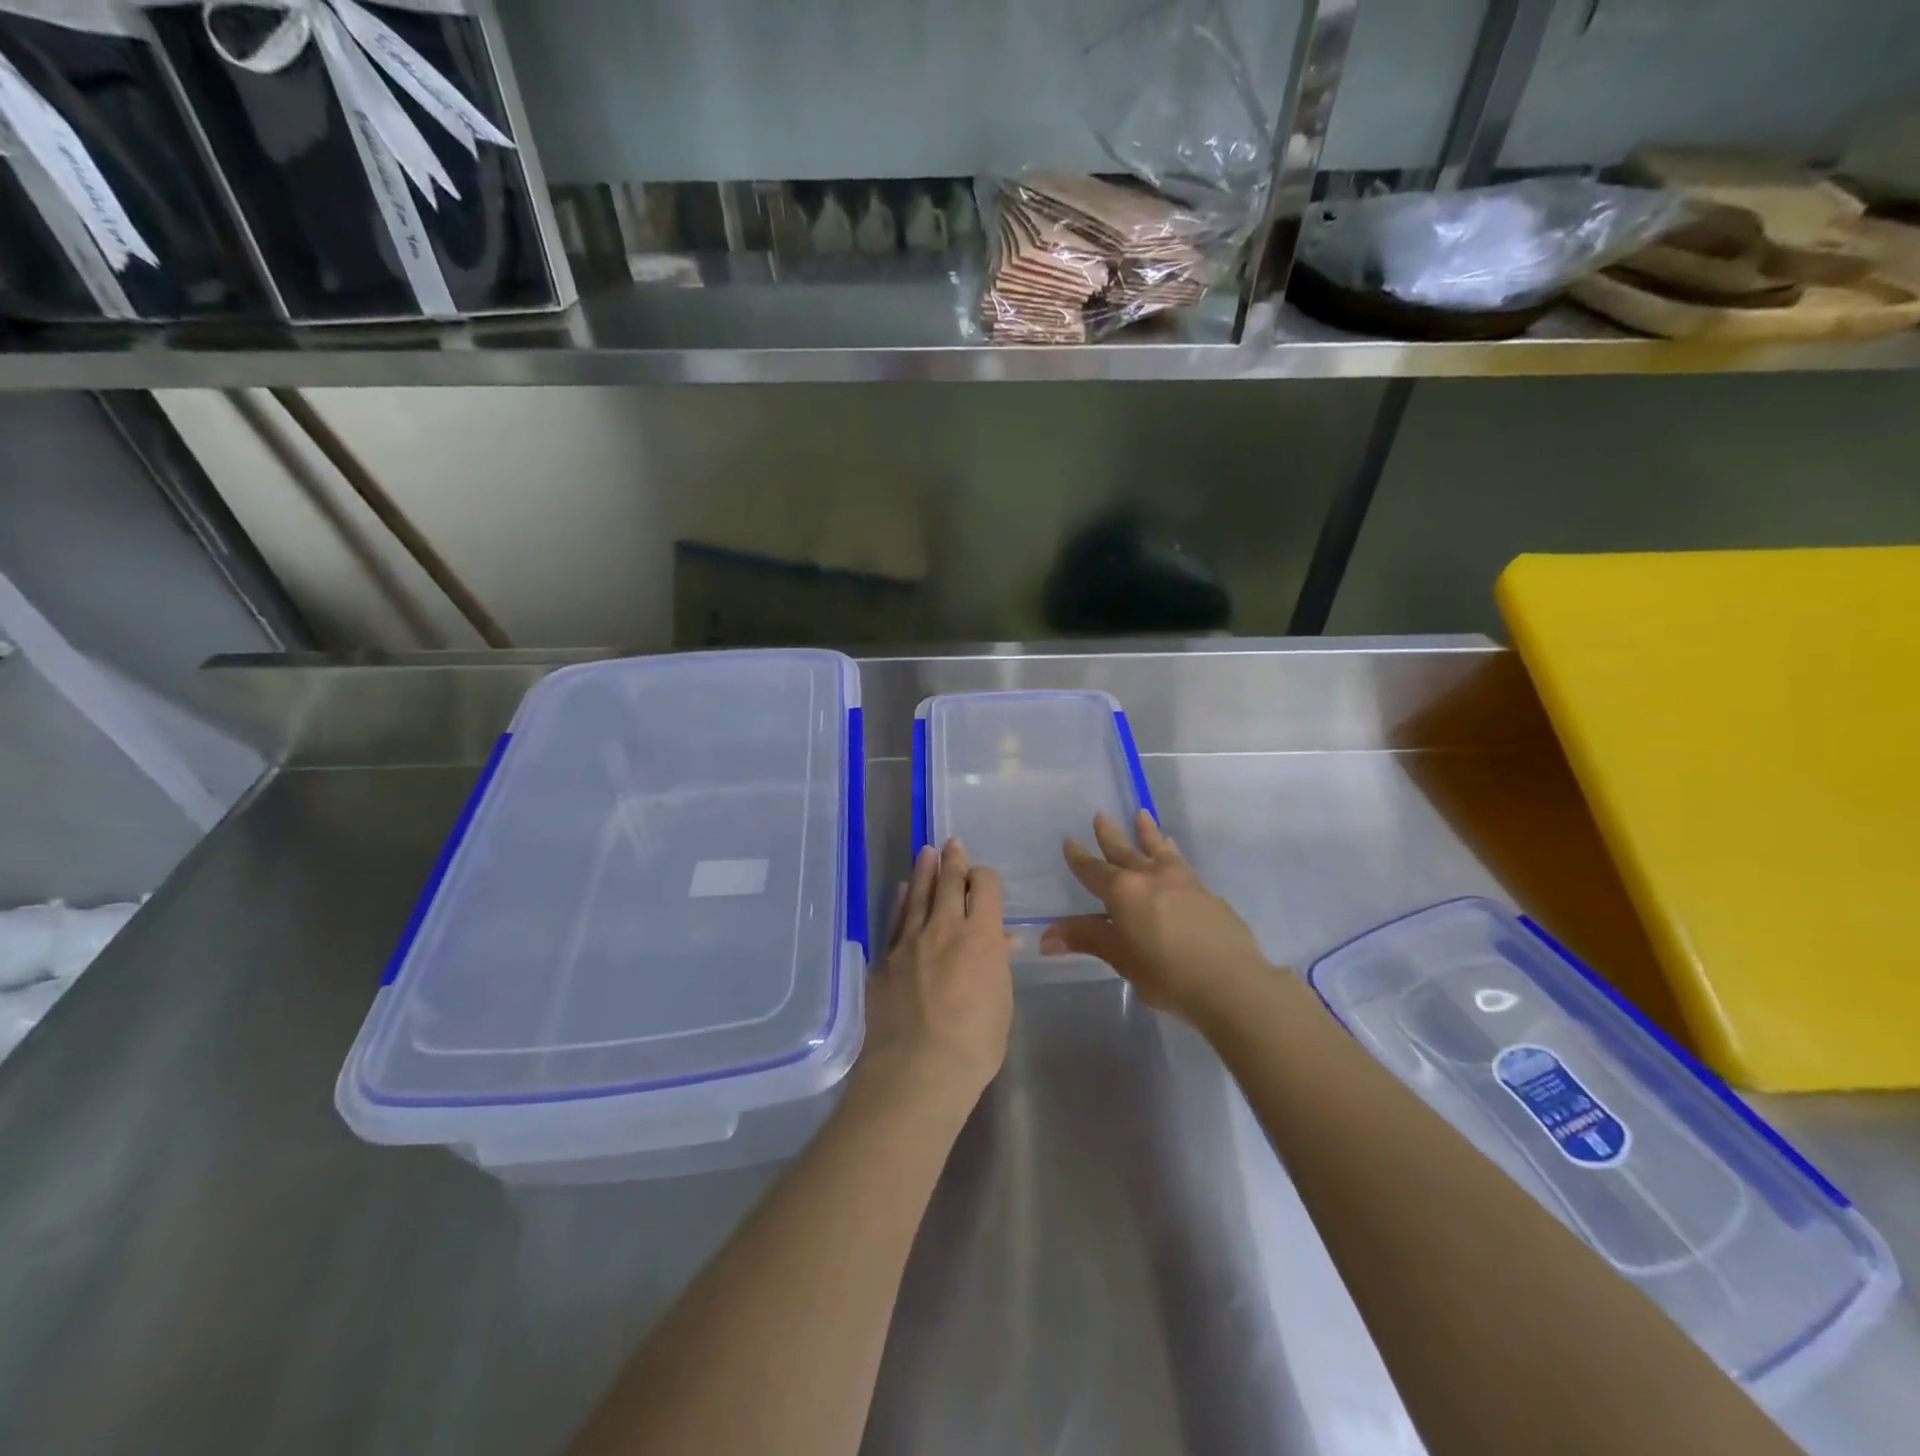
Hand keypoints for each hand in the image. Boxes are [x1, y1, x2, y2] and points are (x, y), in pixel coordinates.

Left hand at [859, 839, 1013, 1111]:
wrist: (917, 1070)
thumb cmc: (974, 1043)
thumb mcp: (1000, 1003)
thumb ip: (997, 964)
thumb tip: (1001, 940)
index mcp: (980, 935)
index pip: (984, 887)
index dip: (985, 877)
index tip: (983, 876)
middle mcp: (943, 927)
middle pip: (948, 883)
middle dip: (952, 861)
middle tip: (952, 843)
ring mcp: (909, 941)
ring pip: (917, 895)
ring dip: (923, 872)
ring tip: (926, 852)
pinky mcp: (885, 959)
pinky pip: (895, 921)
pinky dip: (900, 903)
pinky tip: (900, 892)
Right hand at [1040, 811, 1270, 1026]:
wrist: (1231, 981)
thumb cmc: (1166, 972)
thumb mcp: (1120, 957)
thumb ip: (1086, 939)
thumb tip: (1046, 938)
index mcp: (1122, 891)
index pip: (1093, 870)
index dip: (1079, 858)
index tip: (1069, 841)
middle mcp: (1149, 877)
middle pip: (1125, 851)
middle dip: (1111, 835)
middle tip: (1101, 816)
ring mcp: (1181, 881)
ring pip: (1158, 849)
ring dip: (1147, 833)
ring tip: (1142, 815)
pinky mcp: (1205, 892)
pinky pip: (1180, 862)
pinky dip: (1171, 852)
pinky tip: (1174, 854)